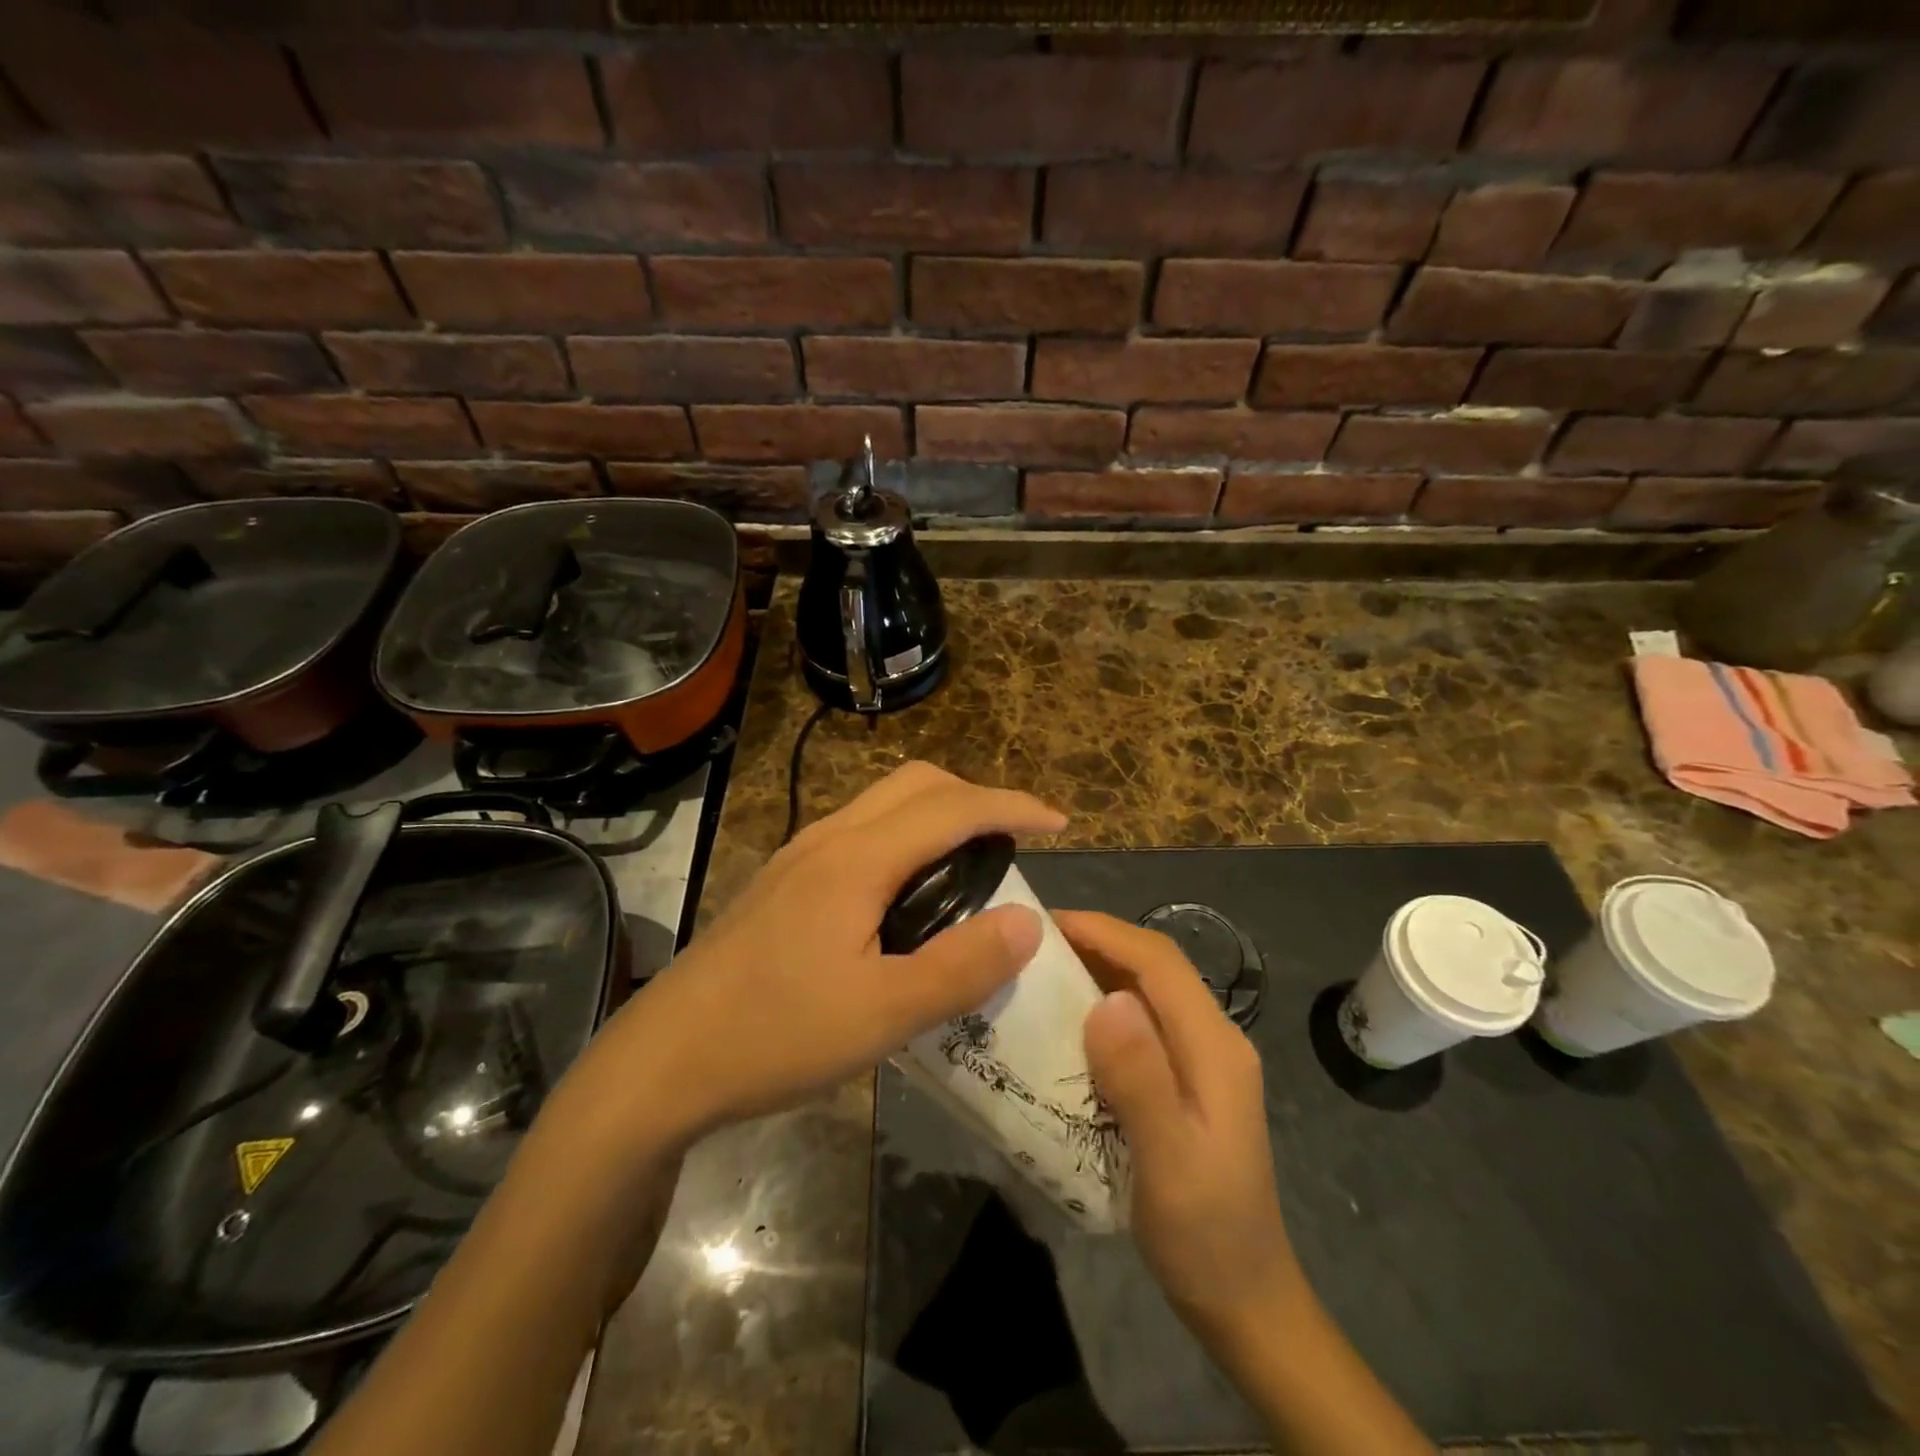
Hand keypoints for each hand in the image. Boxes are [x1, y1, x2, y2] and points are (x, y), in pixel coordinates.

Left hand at [574, 762, 1065, 1143]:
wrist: (663, 1059)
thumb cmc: (774, 1036)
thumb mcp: (882, 1016)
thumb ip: (961, 967)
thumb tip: (1028, 922)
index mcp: (856, 859)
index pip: (952, 807)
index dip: (1012, 806)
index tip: (1061, 823)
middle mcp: (828, 839)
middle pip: (915, 783)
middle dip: (976, 798)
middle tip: (1015, 844)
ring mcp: (800, 856)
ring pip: (884, 804)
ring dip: (938, 816)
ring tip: (972, 866)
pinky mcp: (785, 881)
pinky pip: (862, 832)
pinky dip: (905, 838)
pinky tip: (909, 894)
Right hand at [1061, 911, 1306, 1345]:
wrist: (1244, 1300)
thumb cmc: (1204, 1234)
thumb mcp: (1169, 1162)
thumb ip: (1142, 1079)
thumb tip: (1108, 1000)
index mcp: (1215, 1046)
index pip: (1158, 961)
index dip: (1104, 931)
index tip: (1044, 924)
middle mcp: (1213, 1038)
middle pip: (1153, 968)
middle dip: (1096, 943)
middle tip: (1031, 945)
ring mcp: (1201, 1059)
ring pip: (1146, 991)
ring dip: (1097, 972)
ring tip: (1039, 973)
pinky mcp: (1185, 1079)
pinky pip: (1141, 1023)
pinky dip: (1102, 1007)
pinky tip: (1067, 1024)